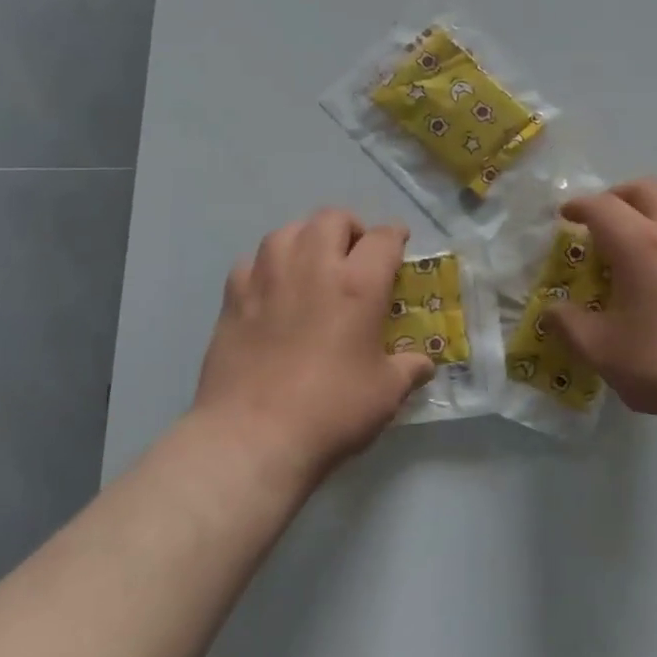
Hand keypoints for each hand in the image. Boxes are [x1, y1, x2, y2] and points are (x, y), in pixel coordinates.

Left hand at [193, 210, 433, 488]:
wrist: (251, 438)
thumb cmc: (330, 411)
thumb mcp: (386, 393)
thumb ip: (408, 370)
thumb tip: (423, 365)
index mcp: (358, 284)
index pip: (382, 238)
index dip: (395, 236)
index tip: (398, 242)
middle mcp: (313, 267)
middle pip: (331, 218)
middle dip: (349, 228)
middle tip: (354, 253)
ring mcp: (267, 278)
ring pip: (287, 231)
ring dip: (306, 238)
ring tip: (311, 262)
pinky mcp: (233, 298)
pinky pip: (252, 261)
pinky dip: (267, 266)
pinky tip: (271, 288)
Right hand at [549, 178, 656, 435]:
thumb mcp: (603, 351)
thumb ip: (569, 325)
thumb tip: (552, 311)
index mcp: (642, 243)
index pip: (602, 206)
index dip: (578, 206)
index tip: (566, 216)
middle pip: (644, 189)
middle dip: (615, 197)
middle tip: (600, 221)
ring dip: (649, 210)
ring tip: (635, 241)